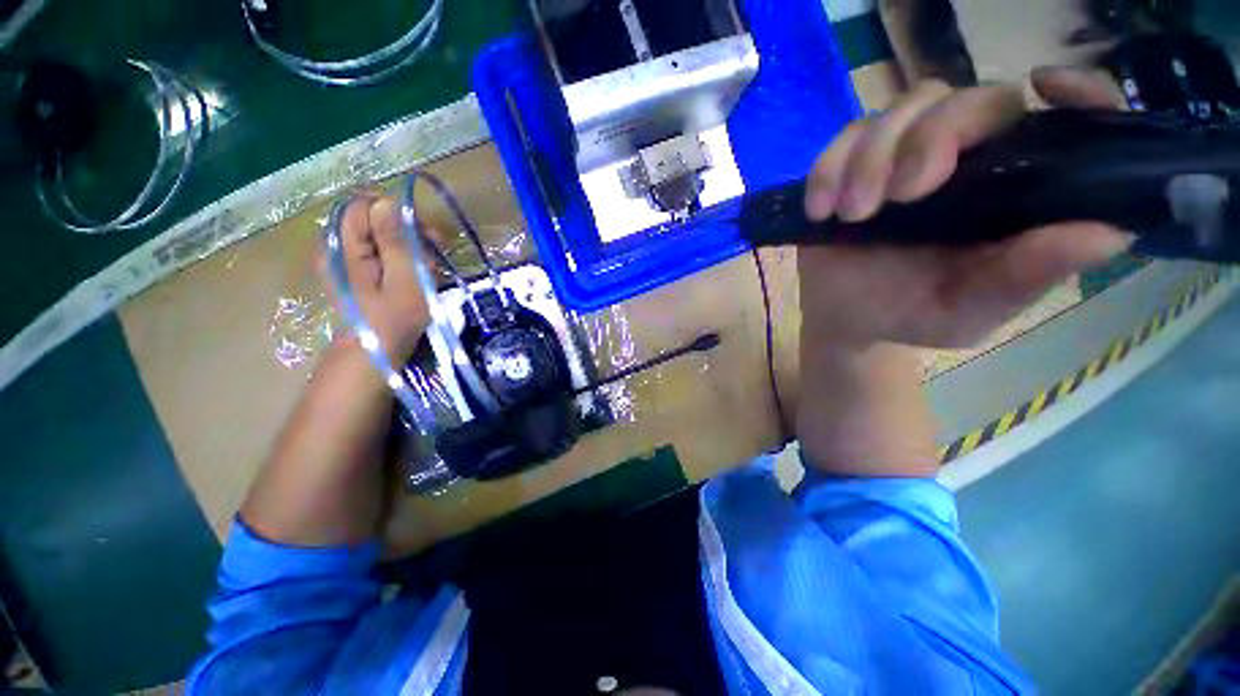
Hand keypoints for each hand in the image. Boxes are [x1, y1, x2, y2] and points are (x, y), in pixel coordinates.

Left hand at [324, 195, 434, 360]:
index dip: (400, 214)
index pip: (368, 204)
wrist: (376, 350)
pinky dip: (403, 256)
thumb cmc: (395, 318)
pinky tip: (416, 273)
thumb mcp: (403, 279)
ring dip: (410, 245)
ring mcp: (347, 256)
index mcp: (344, 244)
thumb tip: (388, 202)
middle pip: (374, 215)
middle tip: (433, 254)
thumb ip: (394, 241)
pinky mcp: (357, 267)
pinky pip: (382, 247)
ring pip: (381, 231)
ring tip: (427, 268)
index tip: (427, 236)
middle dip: (409, 230)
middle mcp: (339, 243)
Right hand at [799, 68, 1131, 349]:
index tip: (1048, 87)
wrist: (845, 319)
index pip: (1061, 120)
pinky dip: (829, 169)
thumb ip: (1027, 276)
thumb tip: (1107, 233)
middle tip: (902, 196)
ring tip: (854, 215)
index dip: (1074, 90)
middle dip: (934, 138)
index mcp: (1013, 191)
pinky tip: (822, 211)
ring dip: (871, 160)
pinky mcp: (851, 168)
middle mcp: (966, 160)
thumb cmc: (911, 314)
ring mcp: (902, 157)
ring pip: (902, 110)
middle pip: (969, 101)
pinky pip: (843, 141)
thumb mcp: (972, 309)